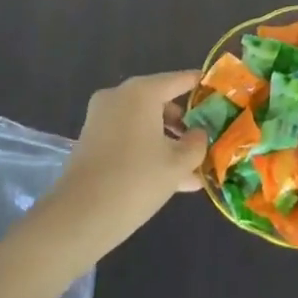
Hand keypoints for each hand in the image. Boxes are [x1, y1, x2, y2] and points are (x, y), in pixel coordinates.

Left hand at [46, 72, 207, 250]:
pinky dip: (147, 151)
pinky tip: (169, 180)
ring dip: (167, 143)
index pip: (179, 80)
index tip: (218, 92)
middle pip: (160, 102)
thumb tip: (199, 134)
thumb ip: (196, 144)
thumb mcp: (177, 164)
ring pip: (144, 124)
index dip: (200, 86)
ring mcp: (101, 118)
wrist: (78, 217)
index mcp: (141, 92)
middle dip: (184, 124)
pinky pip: (128, 138)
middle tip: (205, 141)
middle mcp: (119, 97)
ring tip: (192, 172)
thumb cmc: (135, 181)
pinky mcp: (91, 141)